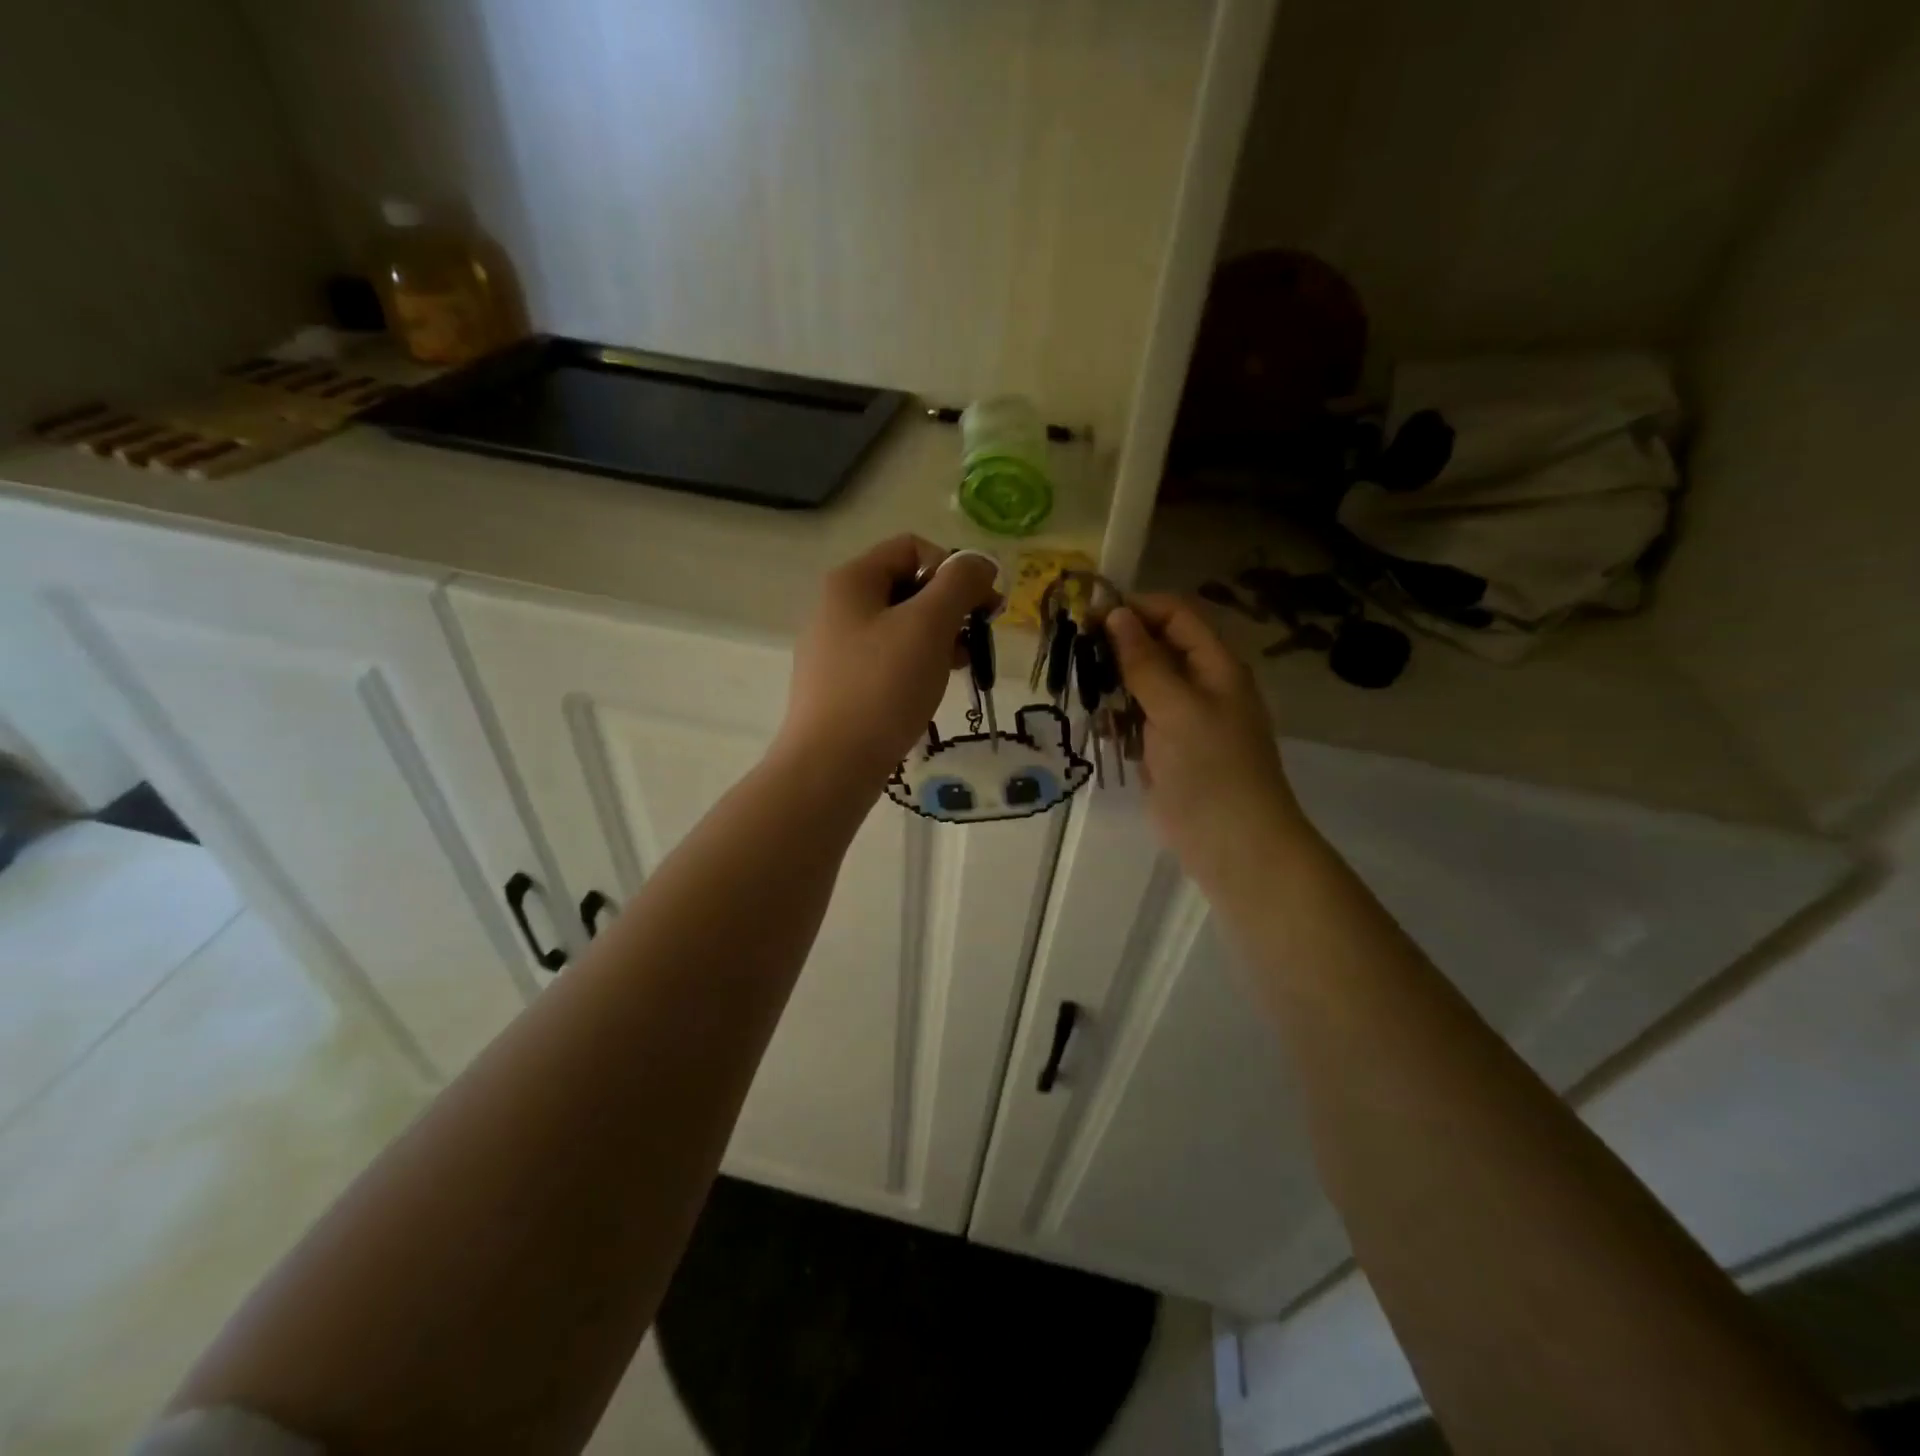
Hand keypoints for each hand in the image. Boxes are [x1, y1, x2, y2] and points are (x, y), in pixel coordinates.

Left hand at [777, 535, 1000, 786]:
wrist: (831, 765)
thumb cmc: (883, 687)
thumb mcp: (929, 625)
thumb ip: (959, 584)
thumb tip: (980, 562)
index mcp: (852, 581)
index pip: (913, 548)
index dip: (954, 568)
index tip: (983, 606)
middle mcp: (837, 607)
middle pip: (907, 586)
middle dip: (950, 606)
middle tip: (976, 638)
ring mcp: (835, 648)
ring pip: (899, 626)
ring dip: (937, 637)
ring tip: (960, 666)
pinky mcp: (840, 684)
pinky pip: (886, 659)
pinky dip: (915, 664)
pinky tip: (931, 688)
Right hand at [1105, 594, 1312, 892]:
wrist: (1230, 841)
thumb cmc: (1210, 766)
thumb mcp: (1176, 707)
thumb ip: (1144, 661)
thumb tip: (1116, 614)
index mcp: (1215, 665)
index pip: (1175, 615)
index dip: (1135, 609)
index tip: (1090, 616)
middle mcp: (1200, 684)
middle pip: (1155, 646)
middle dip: (1117, 645)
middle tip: (1075, 651)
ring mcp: (1182, 718)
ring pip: (1141, 683)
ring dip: (1112, 682)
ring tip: (1081, 687)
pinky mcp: (1164, 748)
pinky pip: (1136, 719)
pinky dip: (1116, 716)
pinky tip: (1098, 724)